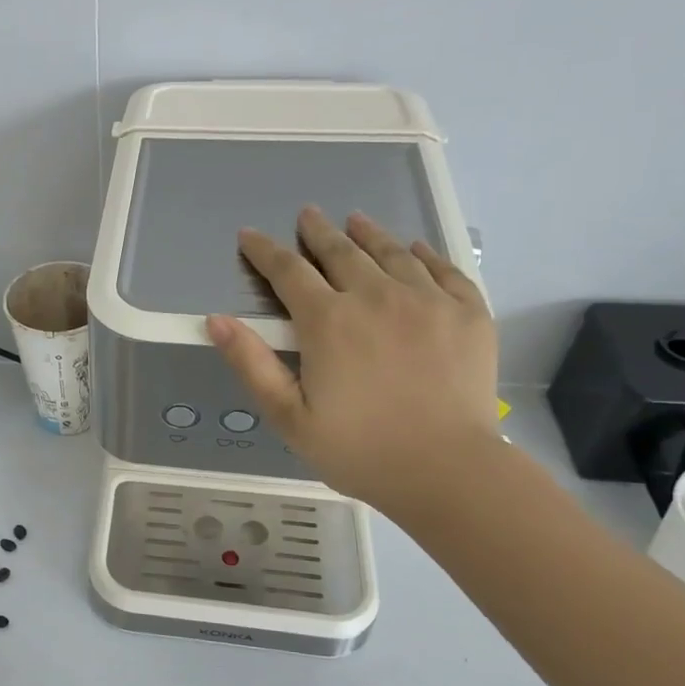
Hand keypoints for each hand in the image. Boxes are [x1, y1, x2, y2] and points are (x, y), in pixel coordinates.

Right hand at [207, 207, 499, 515]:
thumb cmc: (358, 449)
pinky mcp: (468, 313)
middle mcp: (377, 297)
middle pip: (342, 252)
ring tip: (355, 221)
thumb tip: (216, 320)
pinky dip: (424, 254)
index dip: (265, 251)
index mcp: (328, 322)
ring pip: (392, 253)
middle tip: (308, 215)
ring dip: (368, 234)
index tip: (250, 235)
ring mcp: (428, 301)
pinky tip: (414, 249)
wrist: (448, 470)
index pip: (288, 272)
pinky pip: (444, 268)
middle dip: (318, 232)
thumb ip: (251, 363)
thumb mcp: (288, 415)